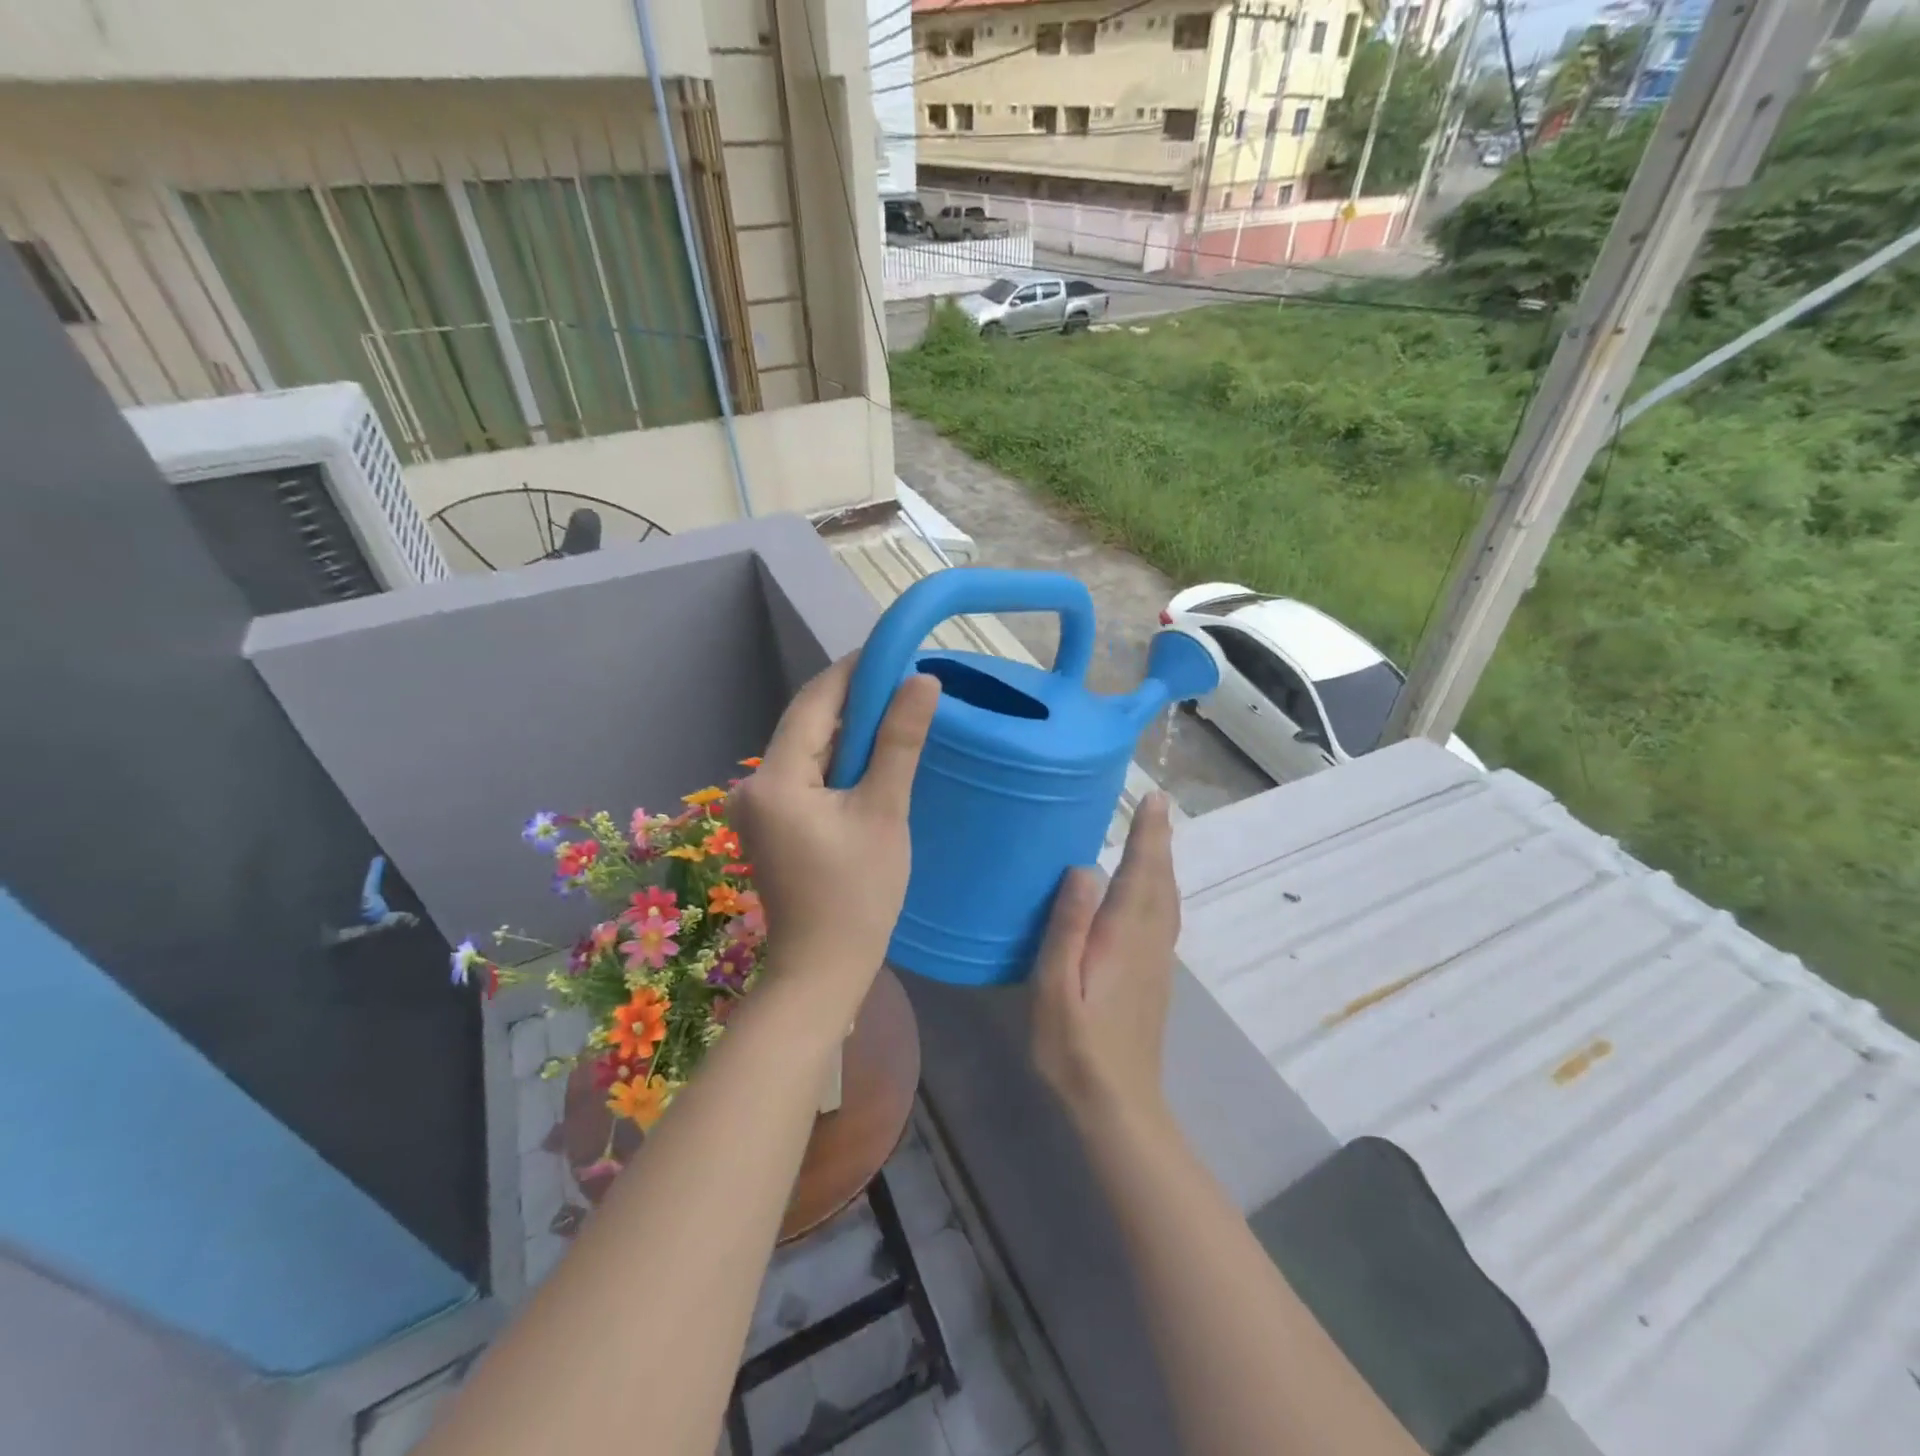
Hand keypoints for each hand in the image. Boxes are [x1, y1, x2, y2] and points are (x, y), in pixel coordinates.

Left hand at [729, 655, 939, 1011]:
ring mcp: (760, 806)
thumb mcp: (884, 812)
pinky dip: (838, 761)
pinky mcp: (772, 822)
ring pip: (808, 748)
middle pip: (808, 723)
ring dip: (849, 731)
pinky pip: (807, 774)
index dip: (854, 671)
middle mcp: (755, 784)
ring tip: (898, 714)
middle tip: (907, 684)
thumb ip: (899, 742)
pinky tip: (872, 758)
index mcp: (775, 779)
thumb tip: (922, 680)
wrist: (823, 971)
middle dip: (855, 700)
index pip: (814, 701)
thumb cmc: (858, 896)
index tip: (895, 652)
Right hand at [1032, 793, 1179, 1124]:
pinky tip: (1151, 893)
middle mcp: (1150, 943)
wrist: (1118, 1105)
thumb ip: (1068, 928)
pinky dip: (1163, 890)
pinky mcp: (1155, 979)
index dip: (1148, 835)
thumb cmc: (1074, 1048)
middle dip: (1160, 840)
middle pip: (1161, 881)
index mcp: (1124, 938)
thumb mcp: (1053, 988)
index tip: (1153, 798)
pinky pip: (1166, 918)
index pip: (1141, 873)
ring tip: (1156, 837)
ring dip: (1164, 864)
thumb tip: (1082, 869)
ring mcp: (1158, 963)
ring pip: (1169, 900)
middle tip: (1157, 805)